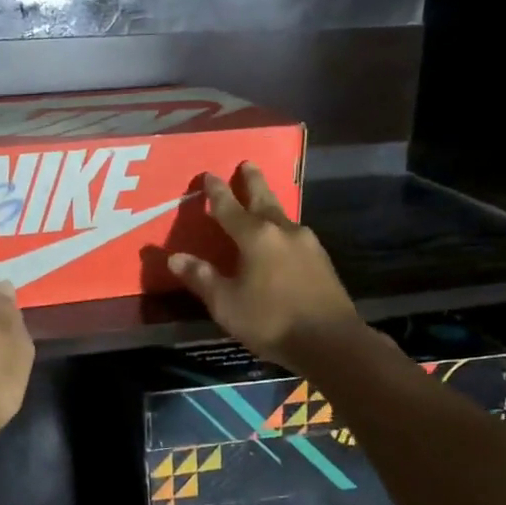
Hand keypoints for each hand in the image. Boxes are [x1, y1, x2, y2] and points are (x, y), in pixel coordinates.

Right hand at [167, 163, 362, 369]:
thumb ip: (201, 278)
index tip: (208, 174)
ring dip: (270, 202)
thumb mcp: (226, 303)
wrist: (330, 341)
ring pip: (282, 214)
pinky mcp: (321, 260)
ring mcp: (307, 244)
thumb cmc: (271, 320)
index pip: (229, 207)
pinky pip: (295, 233)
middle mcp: (282, 231)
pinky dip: (282, 226)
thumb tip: (175, 257)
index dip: (216, 191)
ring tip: (262, 197)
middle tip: (247, 163)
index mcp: (255, 236)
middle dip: (252, 181)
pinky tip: (282, 236)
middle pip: (264, 199)